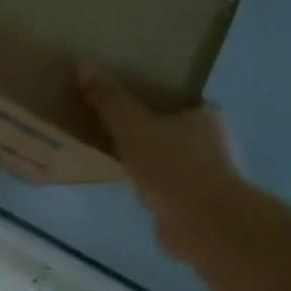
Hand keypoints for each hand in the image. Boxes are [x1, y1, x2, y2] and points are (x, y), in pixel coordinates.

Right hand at [77, 71, 247, 260]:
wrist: (206, 226)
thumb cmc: (174, 166)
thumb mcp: (132, 124)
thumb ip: (108, 98)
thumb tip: (81, 64)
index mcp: (202, 113)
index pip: (169, 93)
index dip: (140, 90)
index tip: (112, 90)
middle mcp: (209, 139)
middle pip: (163, 122)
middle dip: (136, 122)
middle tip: (100, 116)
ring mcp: (202, 172)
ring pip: (160, 153)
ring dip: (138, 152)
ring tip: (103, 146)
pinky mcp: (190, 200)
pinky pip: (157, 180)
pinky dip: (141, 178)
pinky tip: (119, 177)